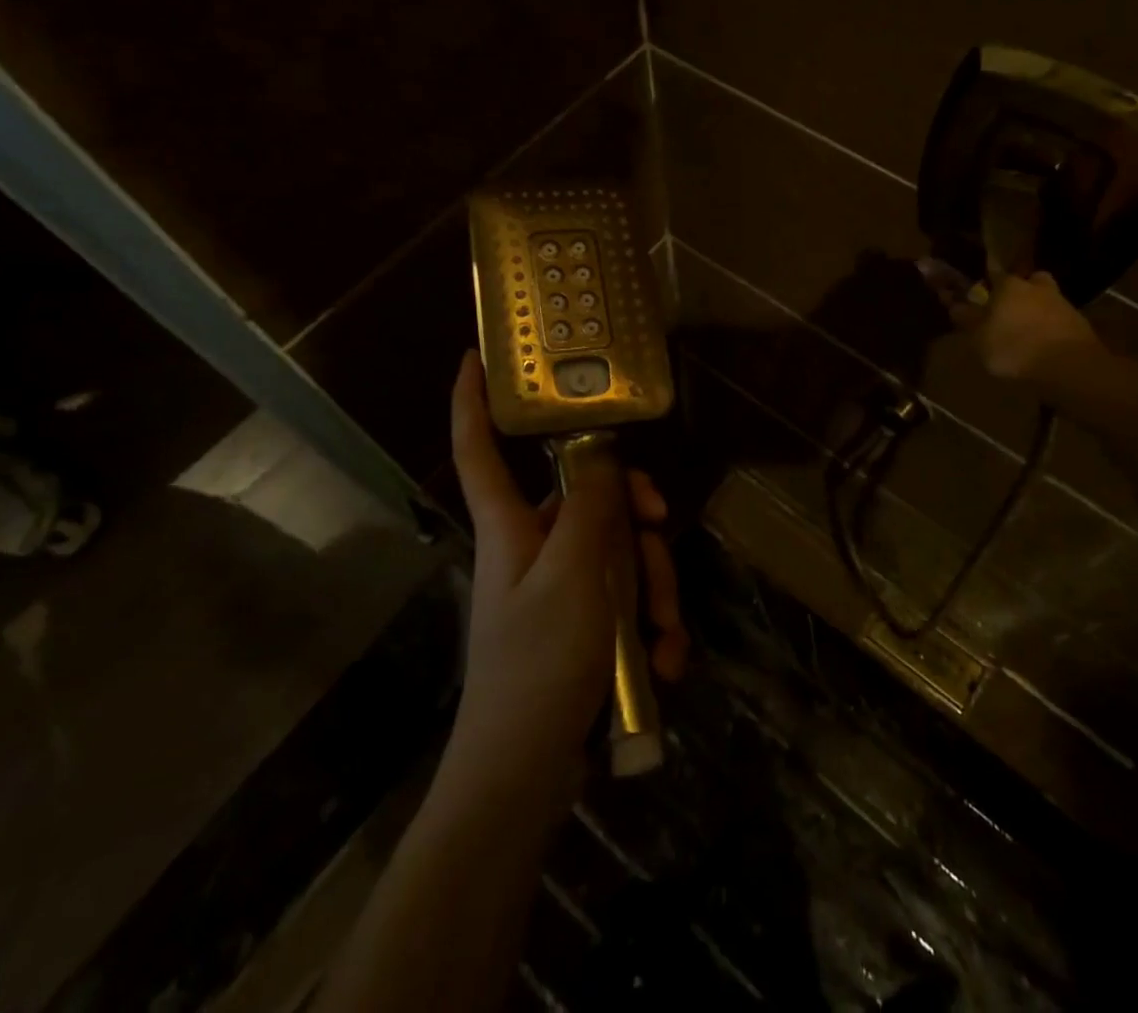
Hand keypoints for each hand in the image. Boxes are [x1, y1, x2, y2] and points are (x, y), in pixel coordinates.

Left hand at [446, 353, 686, 781]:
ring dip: (654, 588)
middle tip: (663, 530)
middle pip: (588, 499)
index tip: (475, 357)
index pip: (479, 448)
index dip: (472, 402)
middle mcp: (534, 547)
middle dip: (635, 518)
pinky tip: (664, 663)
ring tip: (665, 637)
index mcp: (512, 526)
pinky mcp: (584, 626)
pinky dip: (651, 627)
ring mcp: (562, 589)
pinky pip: (626, 601)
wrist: (525, 780)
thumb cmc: (537, 667)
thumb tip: (601, 453)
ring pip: (620, 552)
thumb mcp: (573, 578)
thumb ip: (590, 509)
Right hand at [940, 267, 1103, 384]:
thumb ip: (966, 319)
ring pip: (1045, 300)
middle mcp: (1036, 287)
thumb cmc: (1014, 347)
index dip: (986, 283)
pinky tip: (1043, 345)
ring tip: (1027, 333)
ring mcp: (1062, 303)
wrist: (1069, 366)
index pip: (994, 274)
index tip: (981, 294)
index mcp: (1008, 285)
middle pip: (1027, 283)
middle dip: (1019, 292)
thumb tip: (954, 304)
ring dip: (1037, 311)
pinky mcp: (1080, 324)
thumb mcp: (978, 338)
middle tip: (1009, 310)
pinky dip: (1051, 328)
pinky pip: (1059, 320)